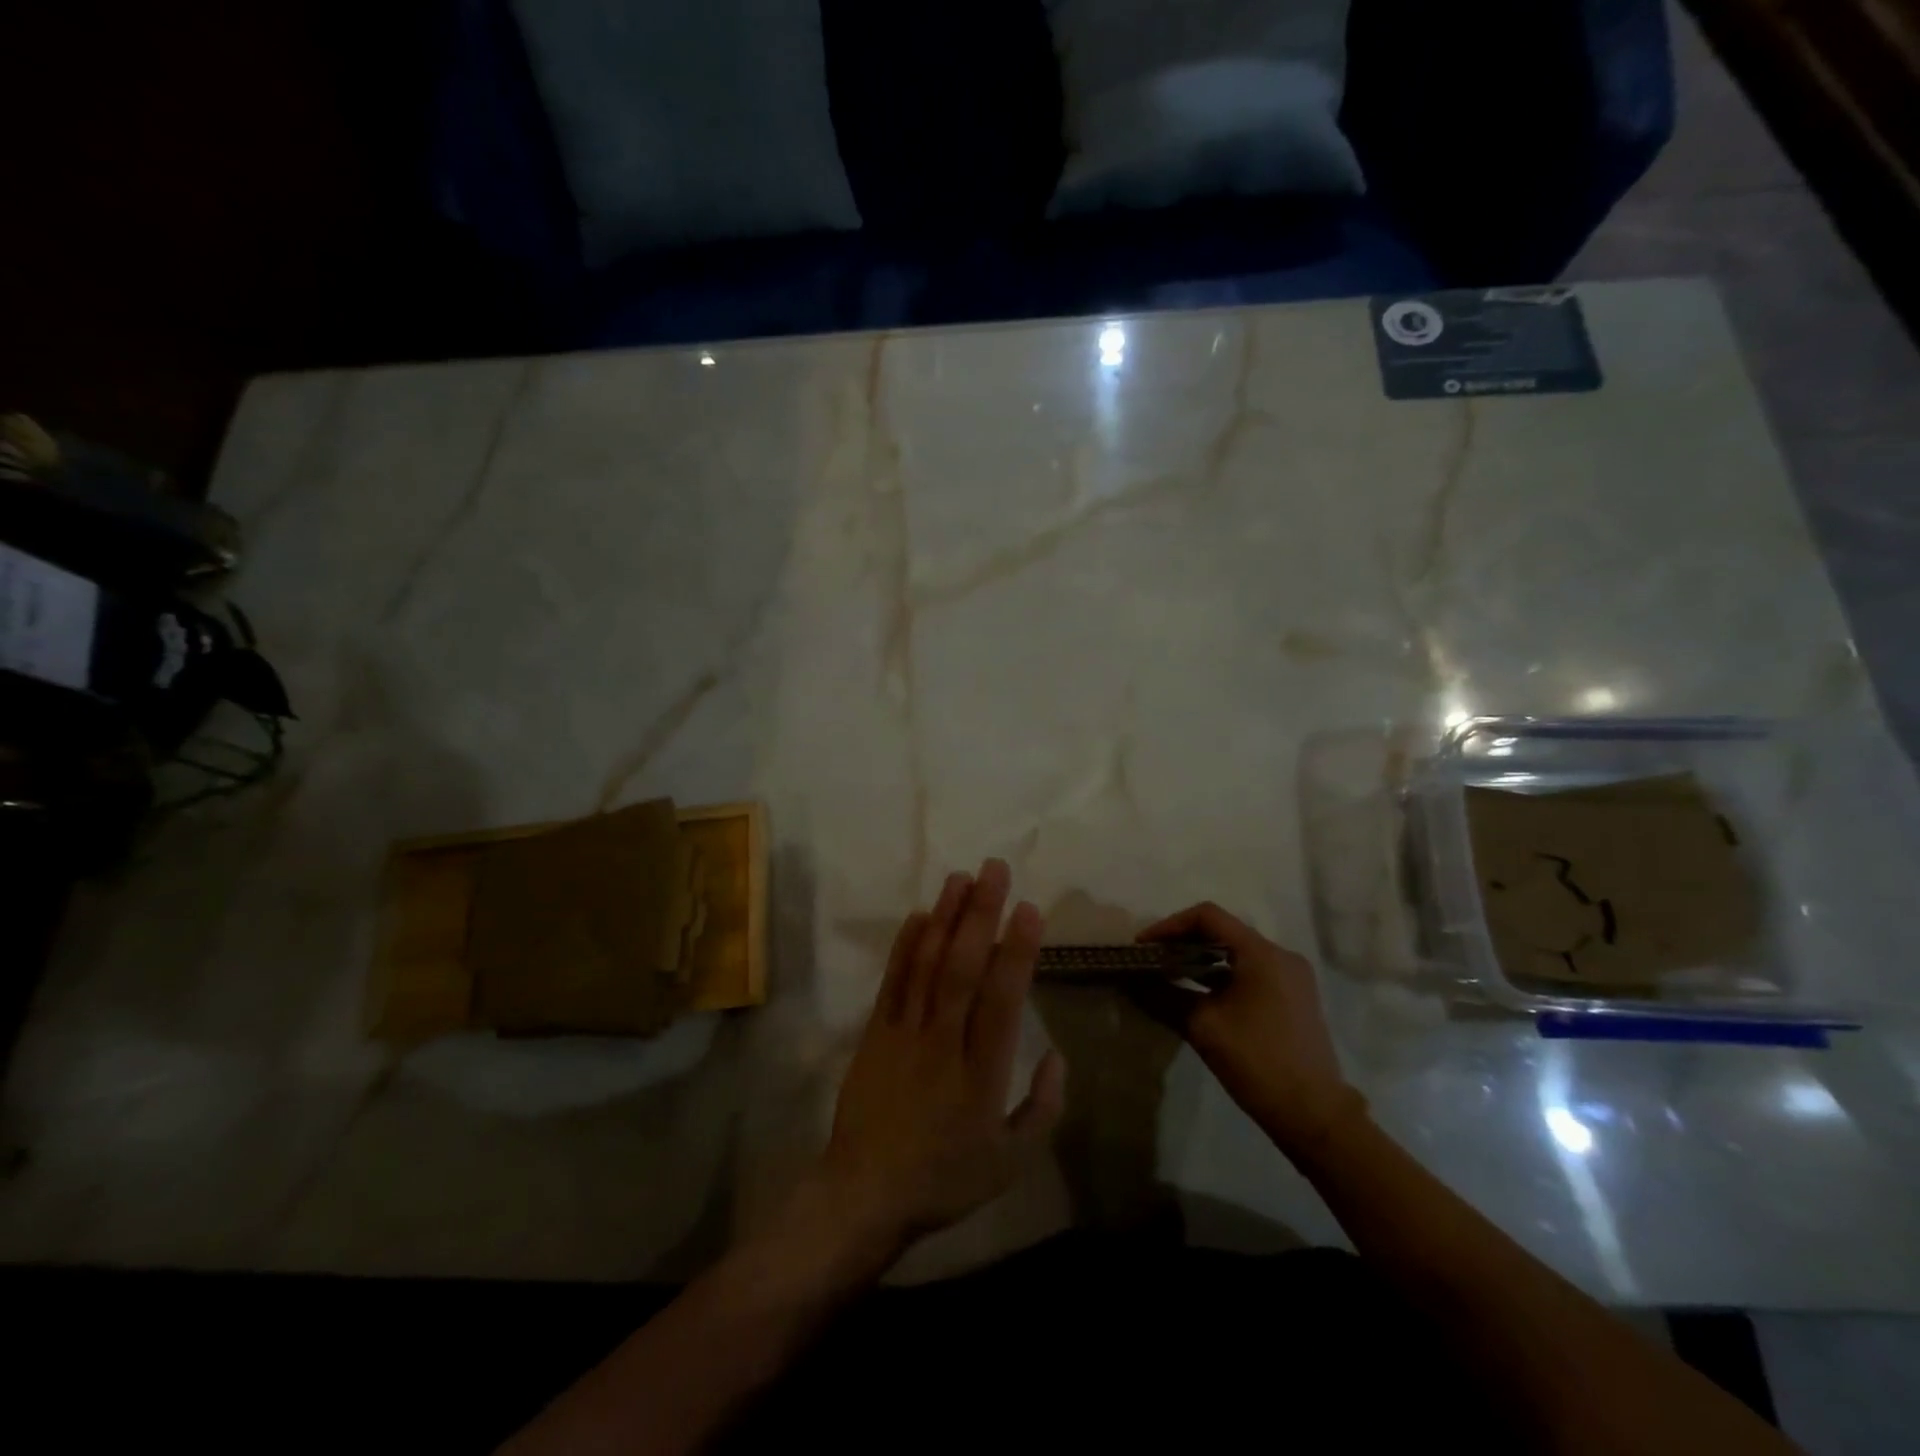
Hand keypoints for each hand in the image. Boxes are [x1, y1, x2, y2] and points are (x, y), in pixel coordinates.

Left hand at [817, 860, 1067, 1256]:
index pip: (1003, 1000)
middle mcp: (943, 1042)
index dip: (1017, 951)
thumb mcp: (1012, 1161)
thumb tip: (1057, 1053)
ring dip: (945, 917)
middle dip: (981, 914)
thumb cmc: (946, 1178)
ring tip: (961, 877)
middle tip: (994, 869)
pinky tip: (921, 915)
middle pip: (963, 968)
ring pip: (927, 964)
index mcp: (981, 1073)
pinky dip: (905, 945)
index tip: (1028, 909)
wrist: (865, 1193)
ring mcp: (904, 1033)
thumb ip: (1044, 1106)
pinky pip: (892, 981)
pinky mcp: (875, 1032)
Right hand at [1135, 902, 1363, 1157]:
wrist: (1314, 1116)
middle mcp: (1281, 956)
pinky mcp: (1293, 999)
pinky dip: (1221, 977)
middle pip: (1222, 932)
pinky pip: (1250, 973)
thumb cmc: (1257, 1062)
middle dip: (1182, 942)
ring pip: (1236, 954)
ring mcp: (1291, 978)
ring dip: (1201, 961)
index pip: (1207, 917)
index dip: (1170, 925)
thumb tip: (1130, 982)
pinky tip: (1198, 995)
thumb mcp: (1202, 1026)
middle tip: (1151, 961)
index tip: (1144, 947)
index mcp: (1262, 954)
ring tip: (1168, 976)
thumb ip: (1163, 996)